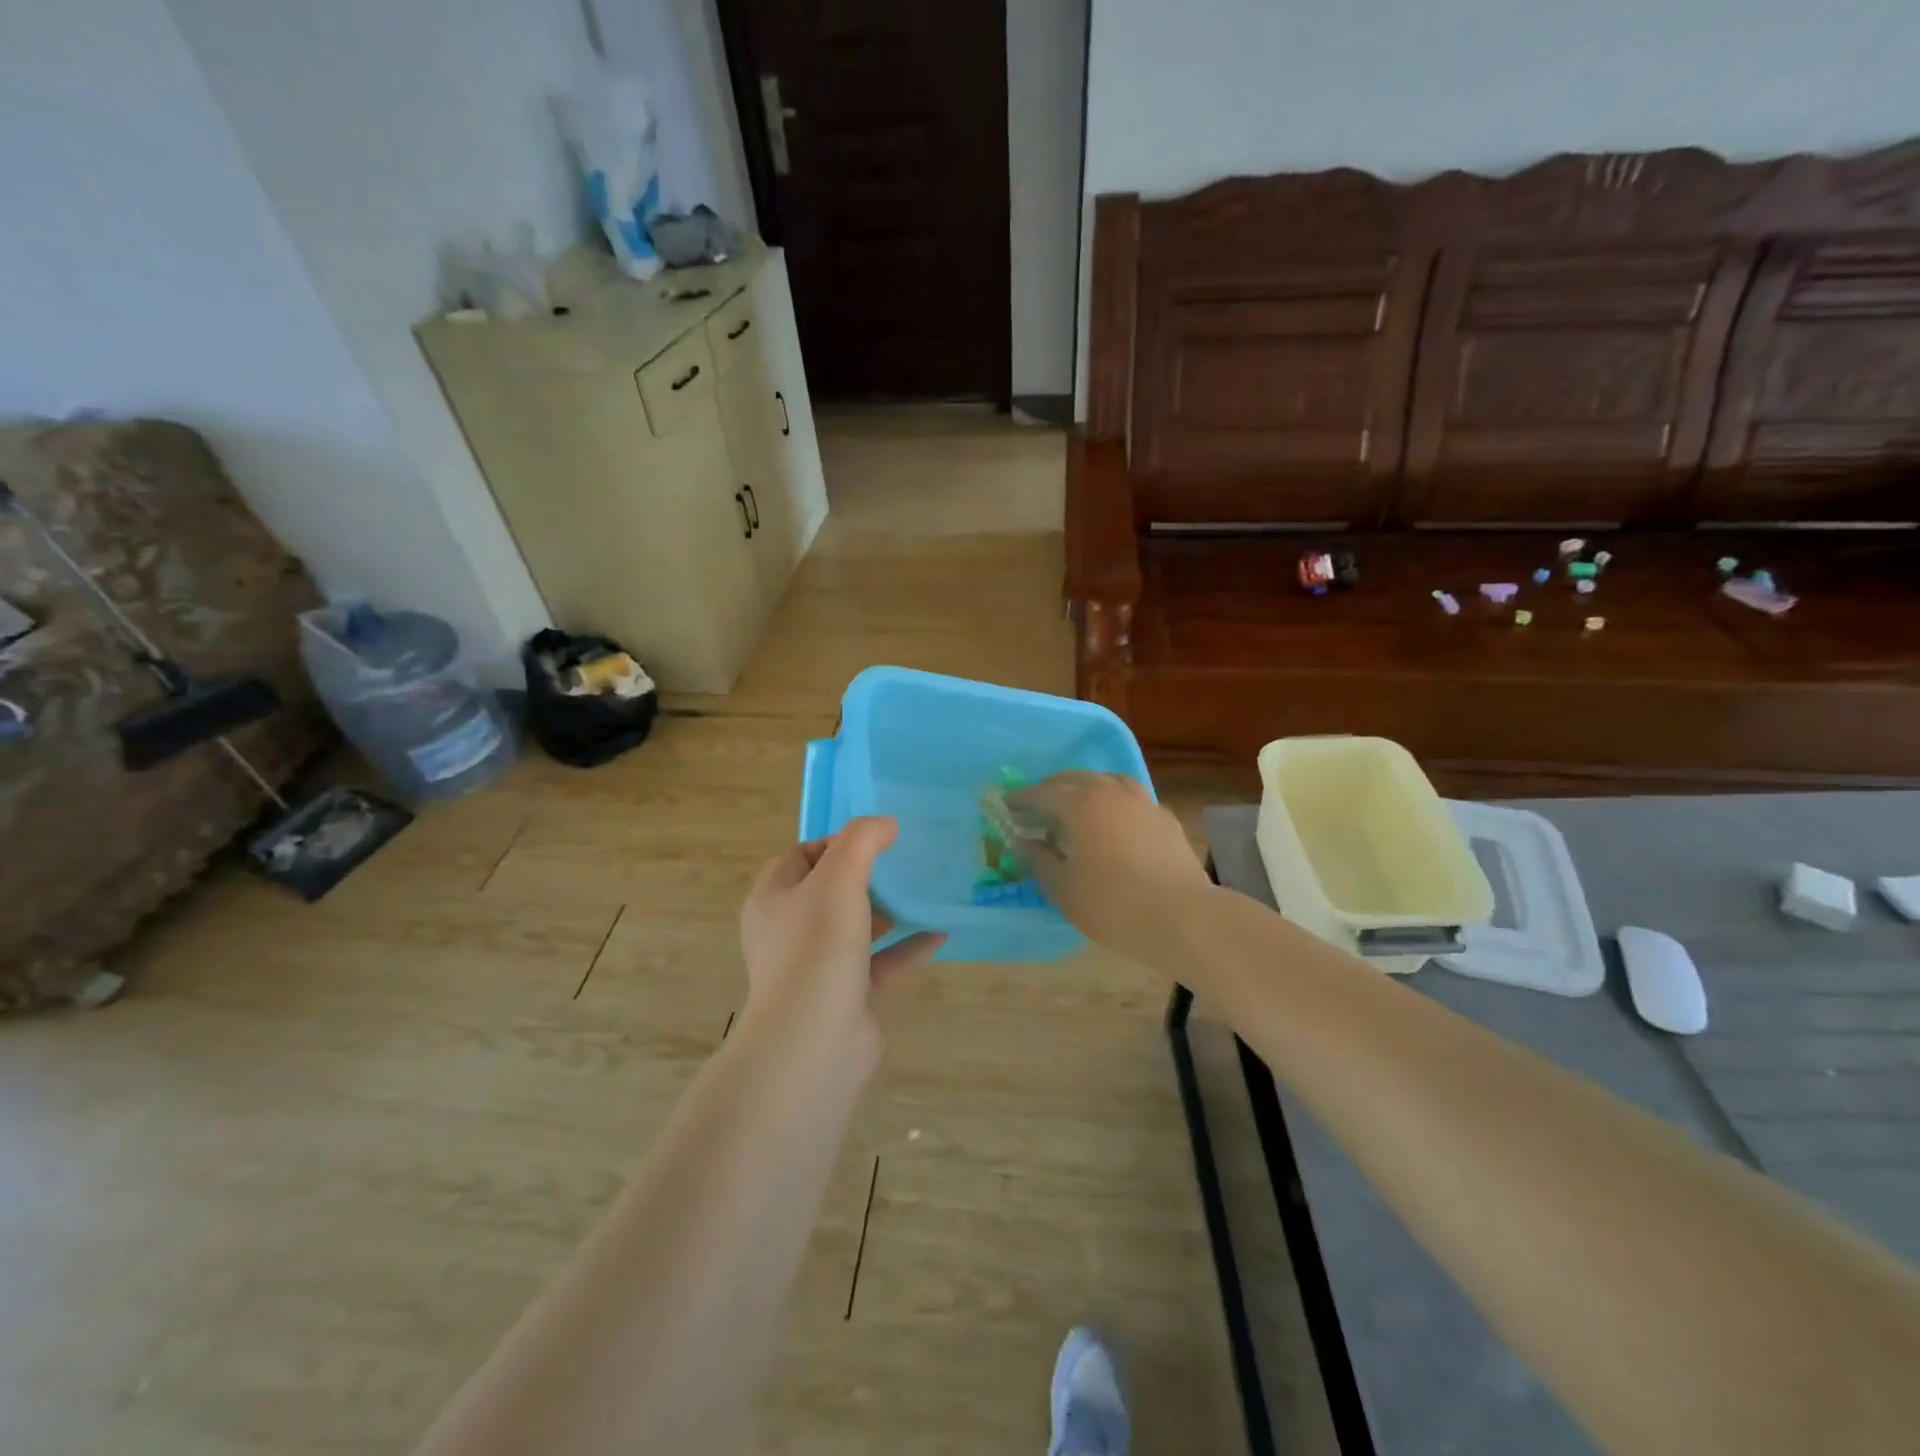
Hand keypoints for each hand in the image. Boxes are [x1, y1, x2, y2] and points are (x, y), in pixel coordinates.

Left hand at [738, 817, 944, 1067]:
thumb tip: (884, 823)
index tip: (874, 841)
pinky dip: (907, 946)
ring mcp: (818, 966)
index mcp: (773, 899)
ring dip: (888, 910)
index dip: (834, 843)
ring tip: (924, 891)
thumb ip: (862, 841)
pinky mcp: (847, 995)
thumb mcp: (838, 879)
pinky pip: (881, 962)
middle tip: (902, 863)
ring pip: (856, 927)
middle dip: (865, 875)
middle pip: (829, 891)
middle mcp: (790, 931)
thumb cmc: (817, 949)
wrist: (815, 1043)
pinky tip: (939, 933)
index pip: (800, 856)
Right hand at [1007, 772, 1213, 967]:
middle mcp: (1110, 791)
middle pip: (1073, 779)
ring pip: (1105, 782)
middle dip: (1050, 790)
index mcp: (1079, 804)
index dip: (1021, 799)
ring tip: (1075, 808)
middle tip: (1036, 809)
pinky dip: (1111, 803)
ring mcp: (1142, 801)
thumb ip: (1038, 859)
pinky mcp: (1164, 817)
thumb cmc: (1112, 904)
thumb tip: (1024, 841)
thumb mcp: (1062, 888)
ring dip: (1084, 790)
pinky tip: (1112, 824)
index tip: (1006, 806)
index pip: (1041, 793)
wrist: (1182, 917)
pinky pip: (1129, 799)